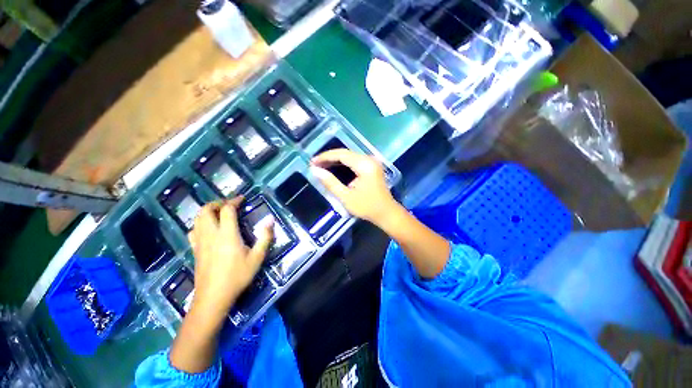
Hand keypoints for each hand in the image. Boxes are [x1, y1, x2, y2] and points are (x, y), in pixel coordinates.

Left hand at [187, 197, 272, 318]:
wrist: (213, 297)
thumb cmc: (237, 276)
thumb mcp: (257, 257)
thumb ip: (265, 237)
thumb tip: (270, 220)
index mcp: (227, 234)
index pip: (227, 210)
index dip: (234, 201)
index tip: (242, 198)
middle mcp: (211, 234)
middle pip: (206, 210)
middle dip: (216, 203)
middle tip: (228, 204)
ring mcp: (200, 242)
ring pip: (197, 219)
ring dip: (207, 211)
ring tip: (219, 213)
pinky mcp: (195, 250)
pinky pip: (193, 230)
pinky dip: (199, 223)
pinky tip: (207, 229)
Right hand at [310, 149, 396, 223]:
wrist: (386, 213)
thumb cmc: (367, 207)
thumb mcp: (346, 197)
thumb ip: (330, 183)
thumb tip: (315, 171)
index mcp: (364, 165)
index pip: (341, 154)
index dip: (325, 156)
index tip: (312, 162)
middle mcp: (369, 159)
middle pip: (345, 153)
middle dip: (329, 158)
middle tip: (315, 164)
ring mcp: (371, 162)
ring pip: (349, 156)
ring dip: (335, 160)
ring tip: (321, 166)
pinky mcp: (372, 167)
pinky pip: (354, 161)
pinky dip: (343, 164)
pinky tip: (334, 168)